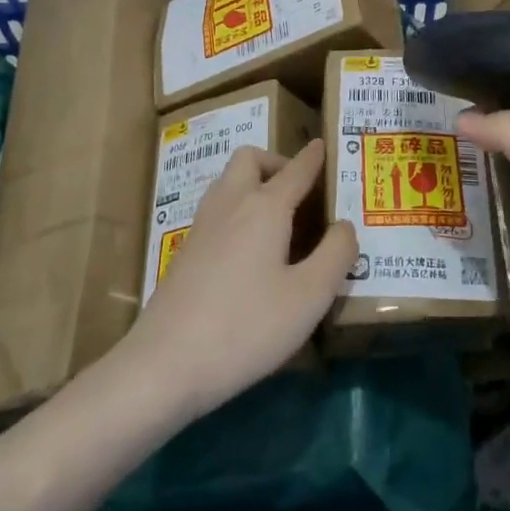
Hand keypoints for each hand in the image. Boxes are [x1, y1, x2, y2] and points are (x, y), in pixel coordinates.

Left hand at [121, 140, 355, 419]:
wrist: (164, 364)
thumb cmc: (246, 327)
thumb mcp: (309, 296)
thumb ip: (336, 255)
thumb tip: (345, 226)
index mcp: (265, 207)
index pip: (296, 170)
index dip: (314, 157)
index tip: (323, 146)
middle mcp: (231, 204)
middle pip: (250, 160)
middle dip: (276, 163)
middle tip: (299, 191)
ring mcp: (202, 227)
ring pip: (228, 183)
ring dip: (253, 184)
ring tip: (278, 218)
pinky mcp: (185, 253)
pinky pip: (217, 210)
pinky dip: (238, 210)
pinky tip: (250, 250)